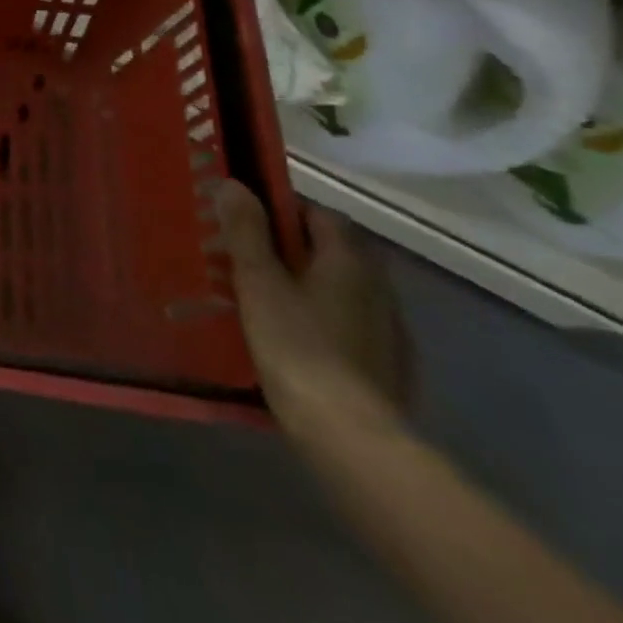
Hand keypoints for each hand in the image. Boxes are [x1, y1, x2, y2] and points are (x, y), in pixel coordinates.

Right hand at [217, 179, 412, 437]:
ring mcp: (388, 329)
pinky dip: (321, 317)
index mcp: (349, 260)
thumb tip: (234, 184)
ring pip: (340, 287)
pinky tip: (294, 337)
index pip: (318, 212)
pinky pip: (348, 322)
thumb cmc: (298, 346)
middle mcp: (378, 286)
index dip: (281, 208)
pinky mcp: (388, 365)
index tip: (243, 218)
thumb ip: (247, 231)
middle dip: (290, 246)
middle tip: (245, 257)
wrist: (352, 438)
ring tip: (261, 296)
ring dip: (305, 282)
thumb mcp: (258, 282)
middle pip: (331, 250)